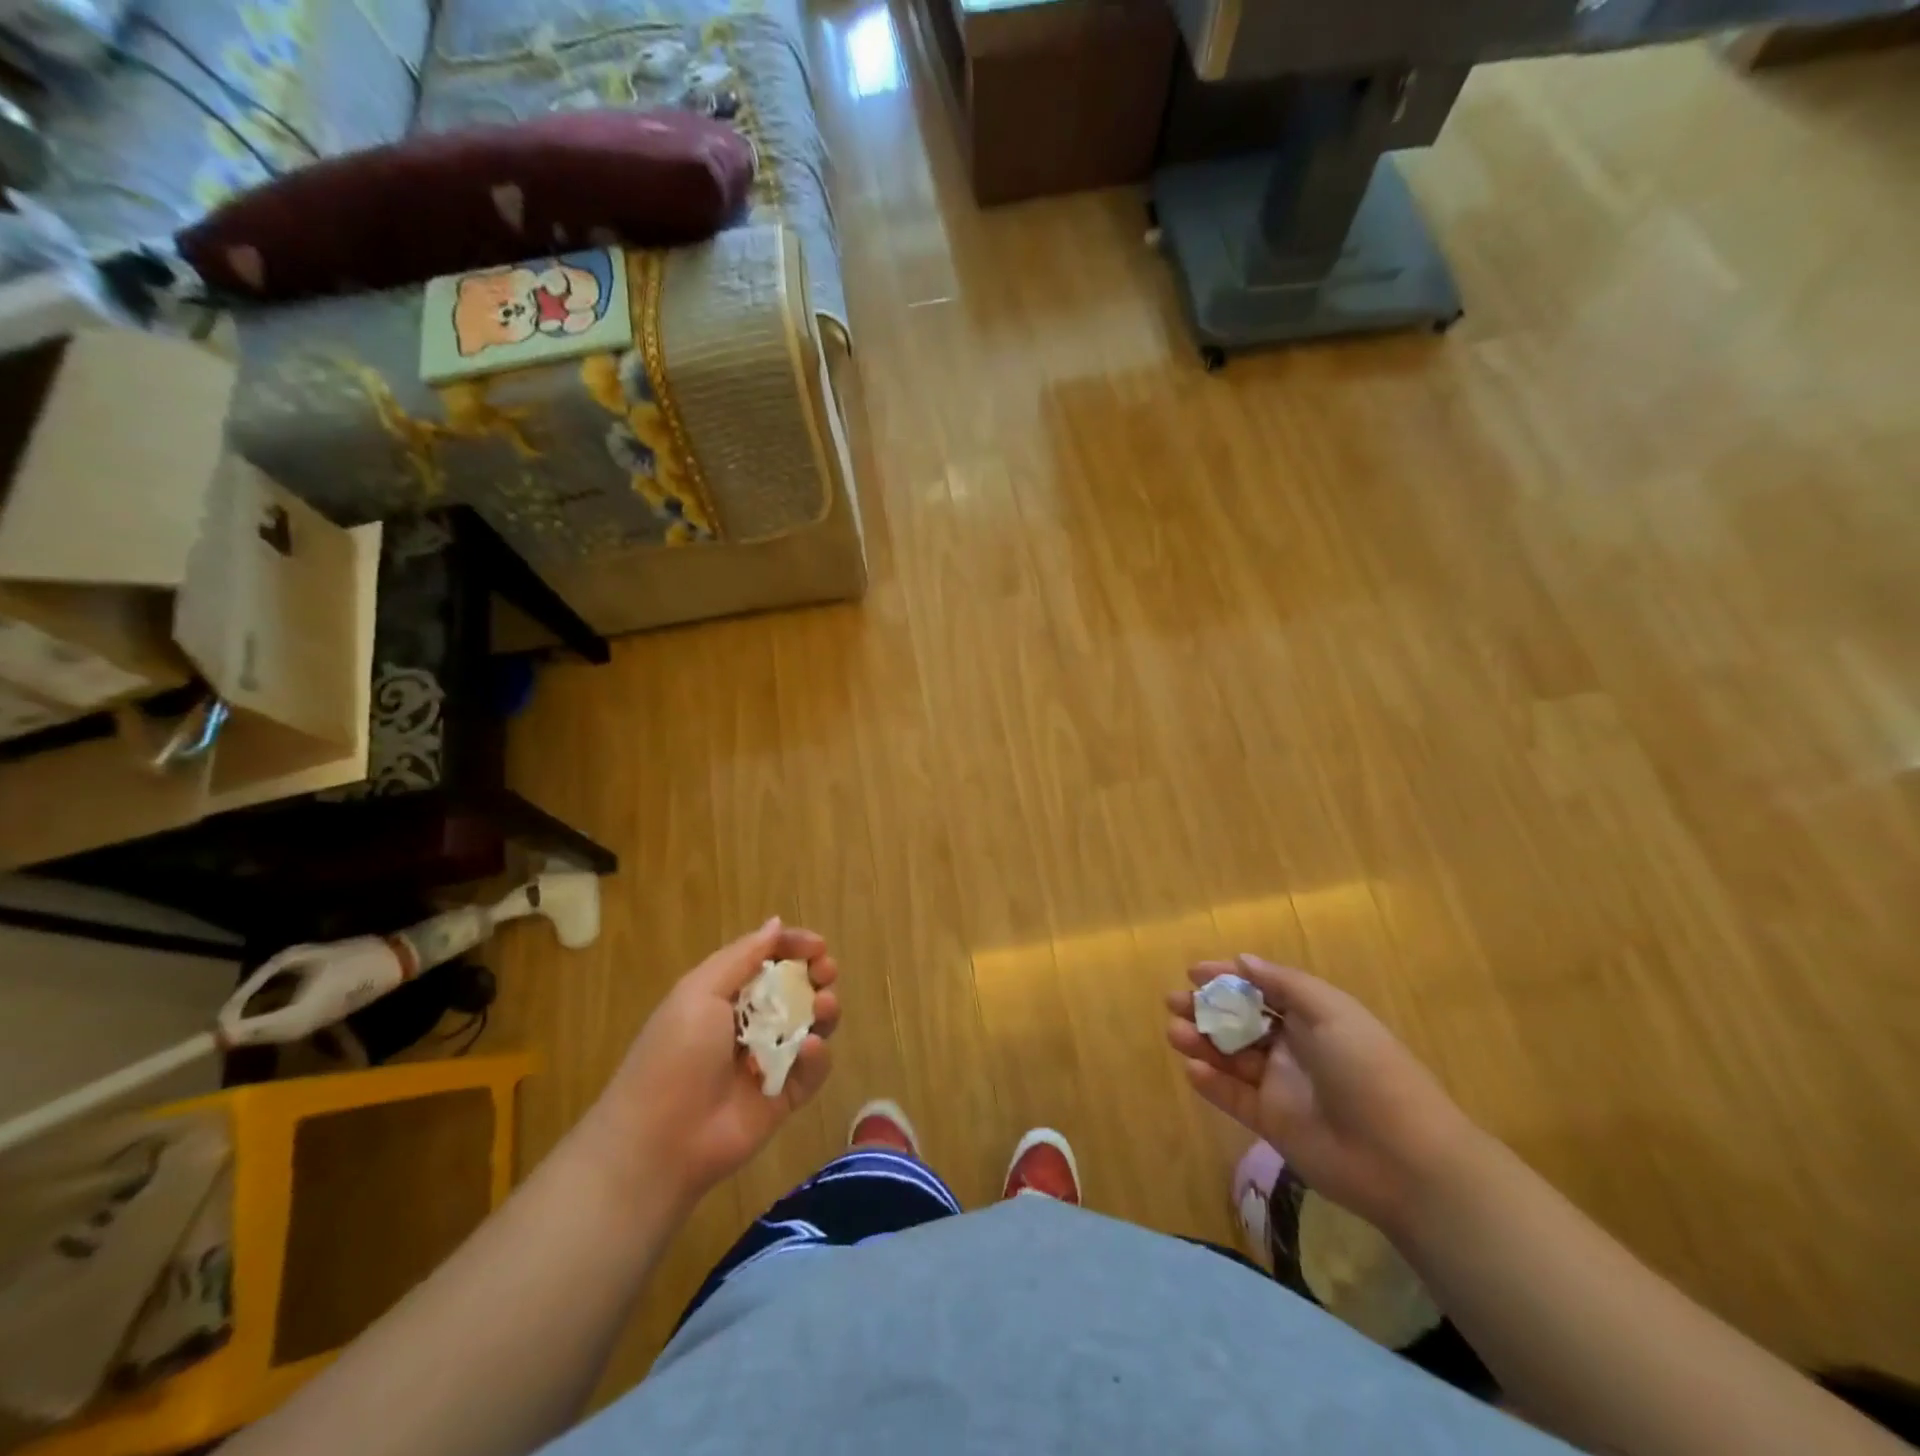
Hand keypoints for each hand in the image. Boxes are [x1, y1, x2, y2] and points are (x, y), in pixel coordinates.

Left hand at [586, 918, 838, 1214]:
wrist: (661, 1141)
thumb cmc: (675, 1055)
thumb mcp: (700, 992)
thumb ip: (742, 957)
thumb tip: (775, 923)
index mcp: (725, 995)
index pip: (768, 960)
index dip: (794, 947)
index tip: (817, 946)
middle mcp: (750, 1023)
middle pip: (796, 989)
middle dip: (817, 975)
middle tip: (826, 972)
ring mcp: (769, 1060)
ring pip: (811, 1025)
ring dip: (824, 1009)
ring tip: (824, 1005)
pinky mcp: (785, 1096)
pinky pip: (812, 1069)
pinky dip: (816, 1055)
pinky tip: (808, 1048)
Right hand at [1166, 956, 1477, 1232]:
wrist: (1404, 1160)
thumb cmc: (1368, 1069)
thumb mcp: (1331, 1012)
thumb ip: (1284, 984)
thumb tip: (1242, 960)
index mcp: (1312, 1018)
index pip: (1261, 990)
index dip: (1228, 978)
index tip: (1193, 972)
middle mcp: (1294, 1047)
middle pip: (1240, 1021)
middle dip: (1206, 1008)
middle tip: (1173, 1002)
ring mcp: (1281, 1086)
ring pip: (1231, 1057)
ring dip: (1202, 1042)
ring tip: (1175, 1033)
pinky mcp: (1271, 1123)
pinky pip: (1233, 1097)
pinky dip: (1211, 1082)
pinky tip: (1192, 1068)